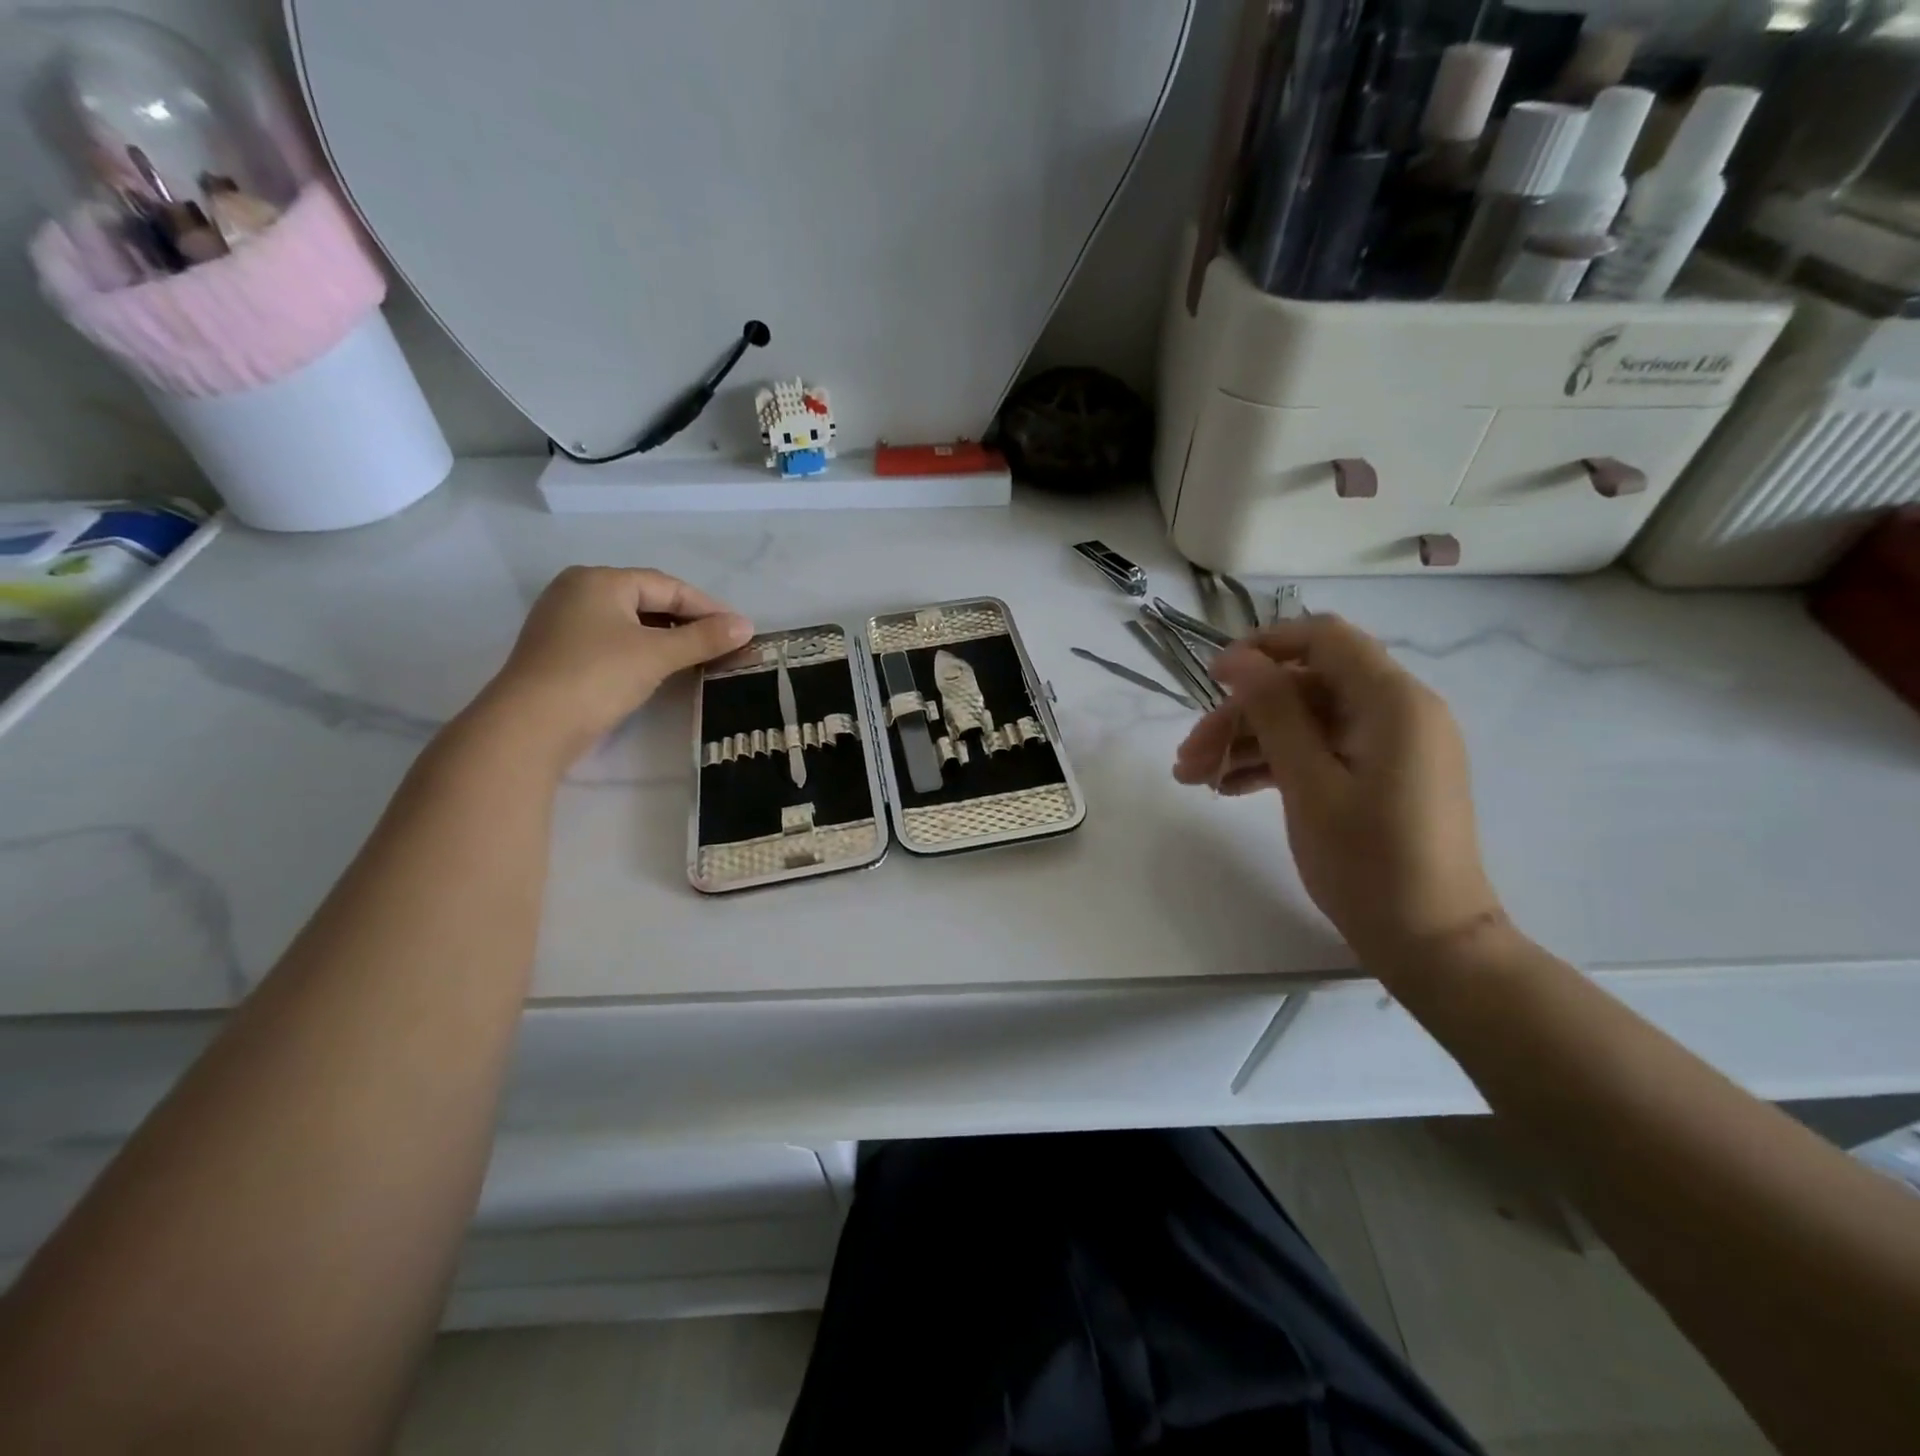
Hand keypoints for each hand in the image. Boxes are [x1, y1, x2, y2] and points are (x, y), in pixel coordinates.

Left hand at [474, 567, 752, 766]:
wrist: (530, 726)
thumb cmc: (597, 676)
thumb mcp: (657, 654)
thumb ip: (704, 638)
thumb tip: (746, 625)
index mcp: (600, 580)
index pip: (667, 585)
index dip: (707, 606)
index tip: (738, 628)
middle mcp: (578, 591)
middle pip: (647, 599)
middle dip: (687, 620)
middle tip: (722, 642)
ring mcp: (564, 622)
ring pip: (629, 622)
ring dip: (666, 637)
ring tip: (699, 656)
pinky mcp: (560, 651)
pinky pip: (613, 640)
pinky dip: (642, 649)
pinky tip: (660, 668)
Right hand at [1173, 615, 1504, 964]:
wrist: (1431, 942)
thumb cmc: (1368, 861)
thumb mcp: (1308, 782)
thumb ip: (1272, 710)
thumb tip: (1235, 657)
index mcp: (1392, 701)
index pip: (1323, 638)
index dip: (1263, 647)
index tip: (1211, 679)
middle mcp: (1398, 710)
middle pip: (1304, 686)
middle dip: (1241, 715)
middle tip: (1188, 756)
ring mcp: (1391, 744)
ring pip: (1306, 720)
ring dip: (1248, 743)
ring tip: (1196, 780)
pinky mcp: (1382, 774)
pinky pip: (1321, 749)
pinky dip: (1276, 763)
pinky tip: (1230, 789)